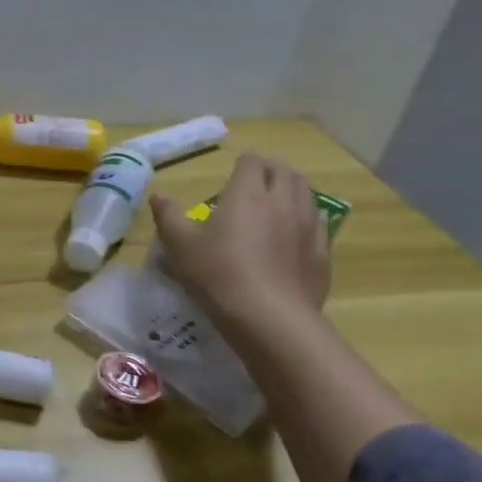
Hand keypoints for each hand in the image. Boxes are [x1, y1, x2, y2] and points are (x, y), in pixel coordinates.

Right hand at [148, 153, 329, 331]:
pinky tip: (294, 233)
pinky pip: (318, 223)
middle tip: (255, 181)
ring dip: (292, 190)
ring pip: (307, 194)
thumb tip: (159, 196)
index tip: (232, 171)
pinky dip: (306, 218)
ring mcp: (308, 227)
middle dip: (271, 170)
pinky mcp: (322, 253)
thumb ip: (168, 216)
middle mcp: (283, 202)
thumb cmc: (218, 275)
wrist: (270, 318)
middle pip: (286, 172)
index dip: (243, 162)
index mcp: (248, 194)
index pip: (253, 162)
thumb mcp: (180, 246)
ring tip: (276, 202)